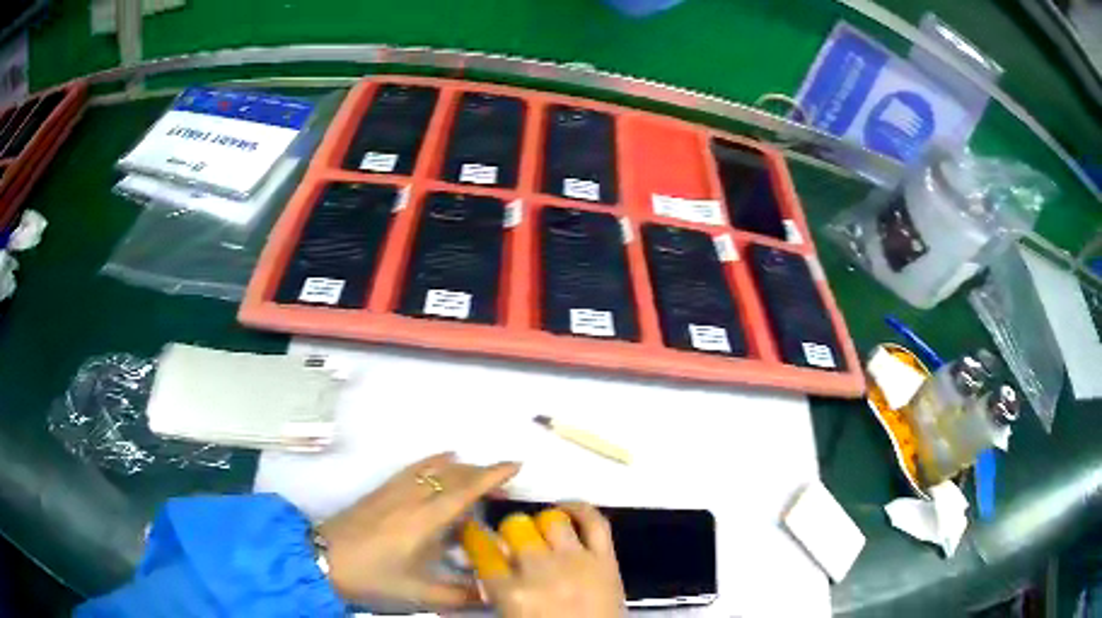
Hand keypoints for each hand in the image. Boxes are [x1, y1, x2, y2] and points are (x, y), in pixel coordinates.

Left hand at [317, 452, 519, 607]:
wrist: (322, 559)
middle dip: (481, 472)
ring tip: (476, 474)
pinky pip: (414, 467)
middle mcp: (412, 497)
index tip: (516, 465)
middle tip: (503, 483)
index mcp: (425, 520)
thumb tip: (494, 595)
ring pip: (433, 467)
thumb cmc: (373, 576)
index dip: (492, 475)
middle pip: (452, 474)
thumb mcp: (419, 593)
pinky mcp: (380, 490)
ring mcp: (393, 490)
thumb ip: (459, 595)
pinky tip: (439, 462)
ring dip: (460, 466)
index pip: (464, 489)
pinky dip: (434, 461)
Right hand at [463, 502, 625, 616]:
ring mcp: (578, 561)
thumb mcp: (510, 614)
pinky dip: (580, 510)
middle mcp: (542, 570)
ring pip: (552, 519)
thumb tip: (488, 559)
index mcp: (512, 592)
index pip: (482, 549)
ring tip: (541, 534)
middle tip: (513, 544)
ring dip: (541, 524)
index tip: (472, 531)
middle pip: (515, 526)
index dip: (473, 536)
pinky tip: (567, 511)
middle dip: (509, 533)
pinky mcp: (607, 559)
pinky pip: (595, 522)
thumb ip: (496, 588)